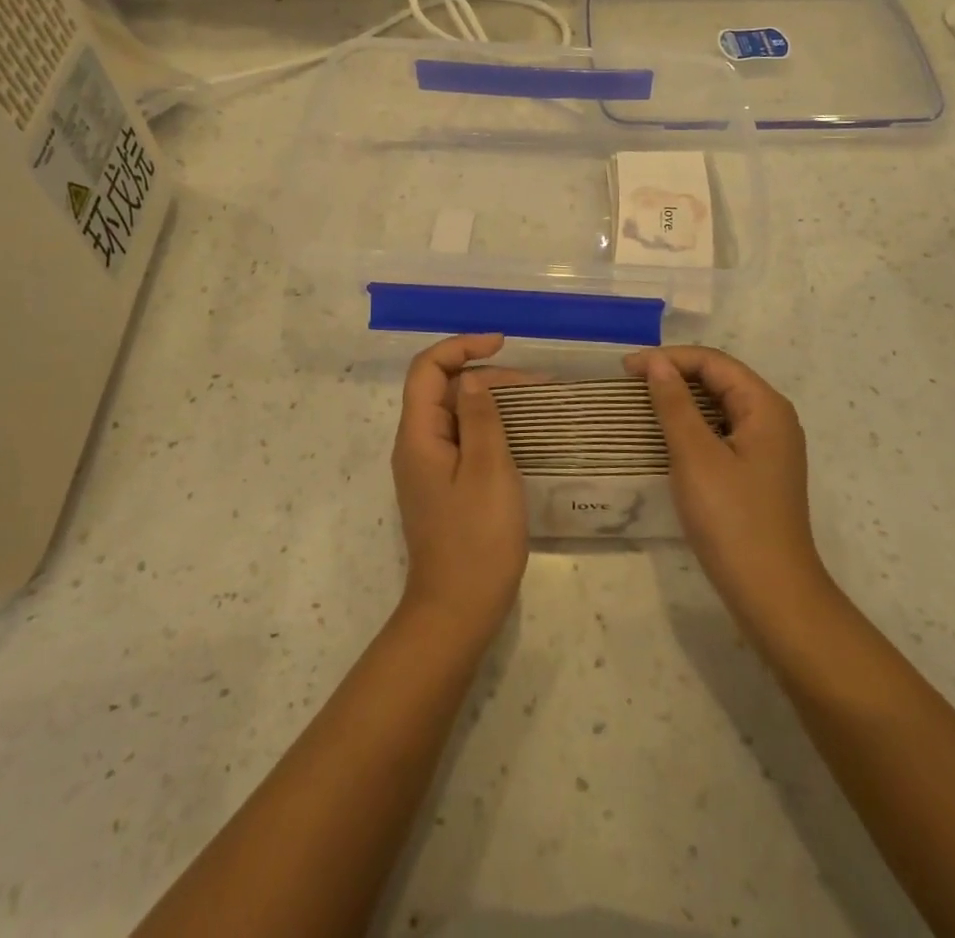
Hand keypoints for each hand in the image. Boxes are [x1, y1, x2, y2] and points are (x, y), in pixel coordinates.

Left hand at [391, 335, 532, 644]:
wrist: (458, 611)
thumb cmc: (477, 538)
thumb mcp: (488, 470)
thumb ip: (481, 417)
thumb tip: (473, 378)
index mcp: (419, 435)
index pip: (428, 369)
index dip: (461, 346)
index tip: (502, 343)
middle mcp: (417, 445)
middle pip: (444, 389)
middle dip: (488, 375)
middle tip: (537, 384)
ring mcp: (429, 468)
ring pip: (457, 414)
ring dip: (492, 401)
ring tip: (537, 403)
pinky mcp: (444, 486)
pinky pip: (464, 440)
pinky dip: (490, 427)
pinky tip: (521, 435)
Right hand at [623, 346, 830, 633]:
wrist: (772, 594)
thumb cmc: (732, 519)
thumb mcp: (695, 456)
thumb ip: (674, 404)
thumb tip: (656, 362)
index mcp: (765, 407)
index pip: (714, 362)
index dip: (668, 358)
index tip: (625, 368)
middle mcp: (773, 419)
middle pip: (720, 379)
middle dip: (675, 374)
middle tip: (629, 383)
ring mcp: (768, 447)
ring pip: (720, 406)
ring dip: (681, 400)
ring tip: (641, 403)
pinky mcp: (758, 471)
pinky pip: (722, 431)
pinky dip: (693, 425)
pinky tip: (667, 436)